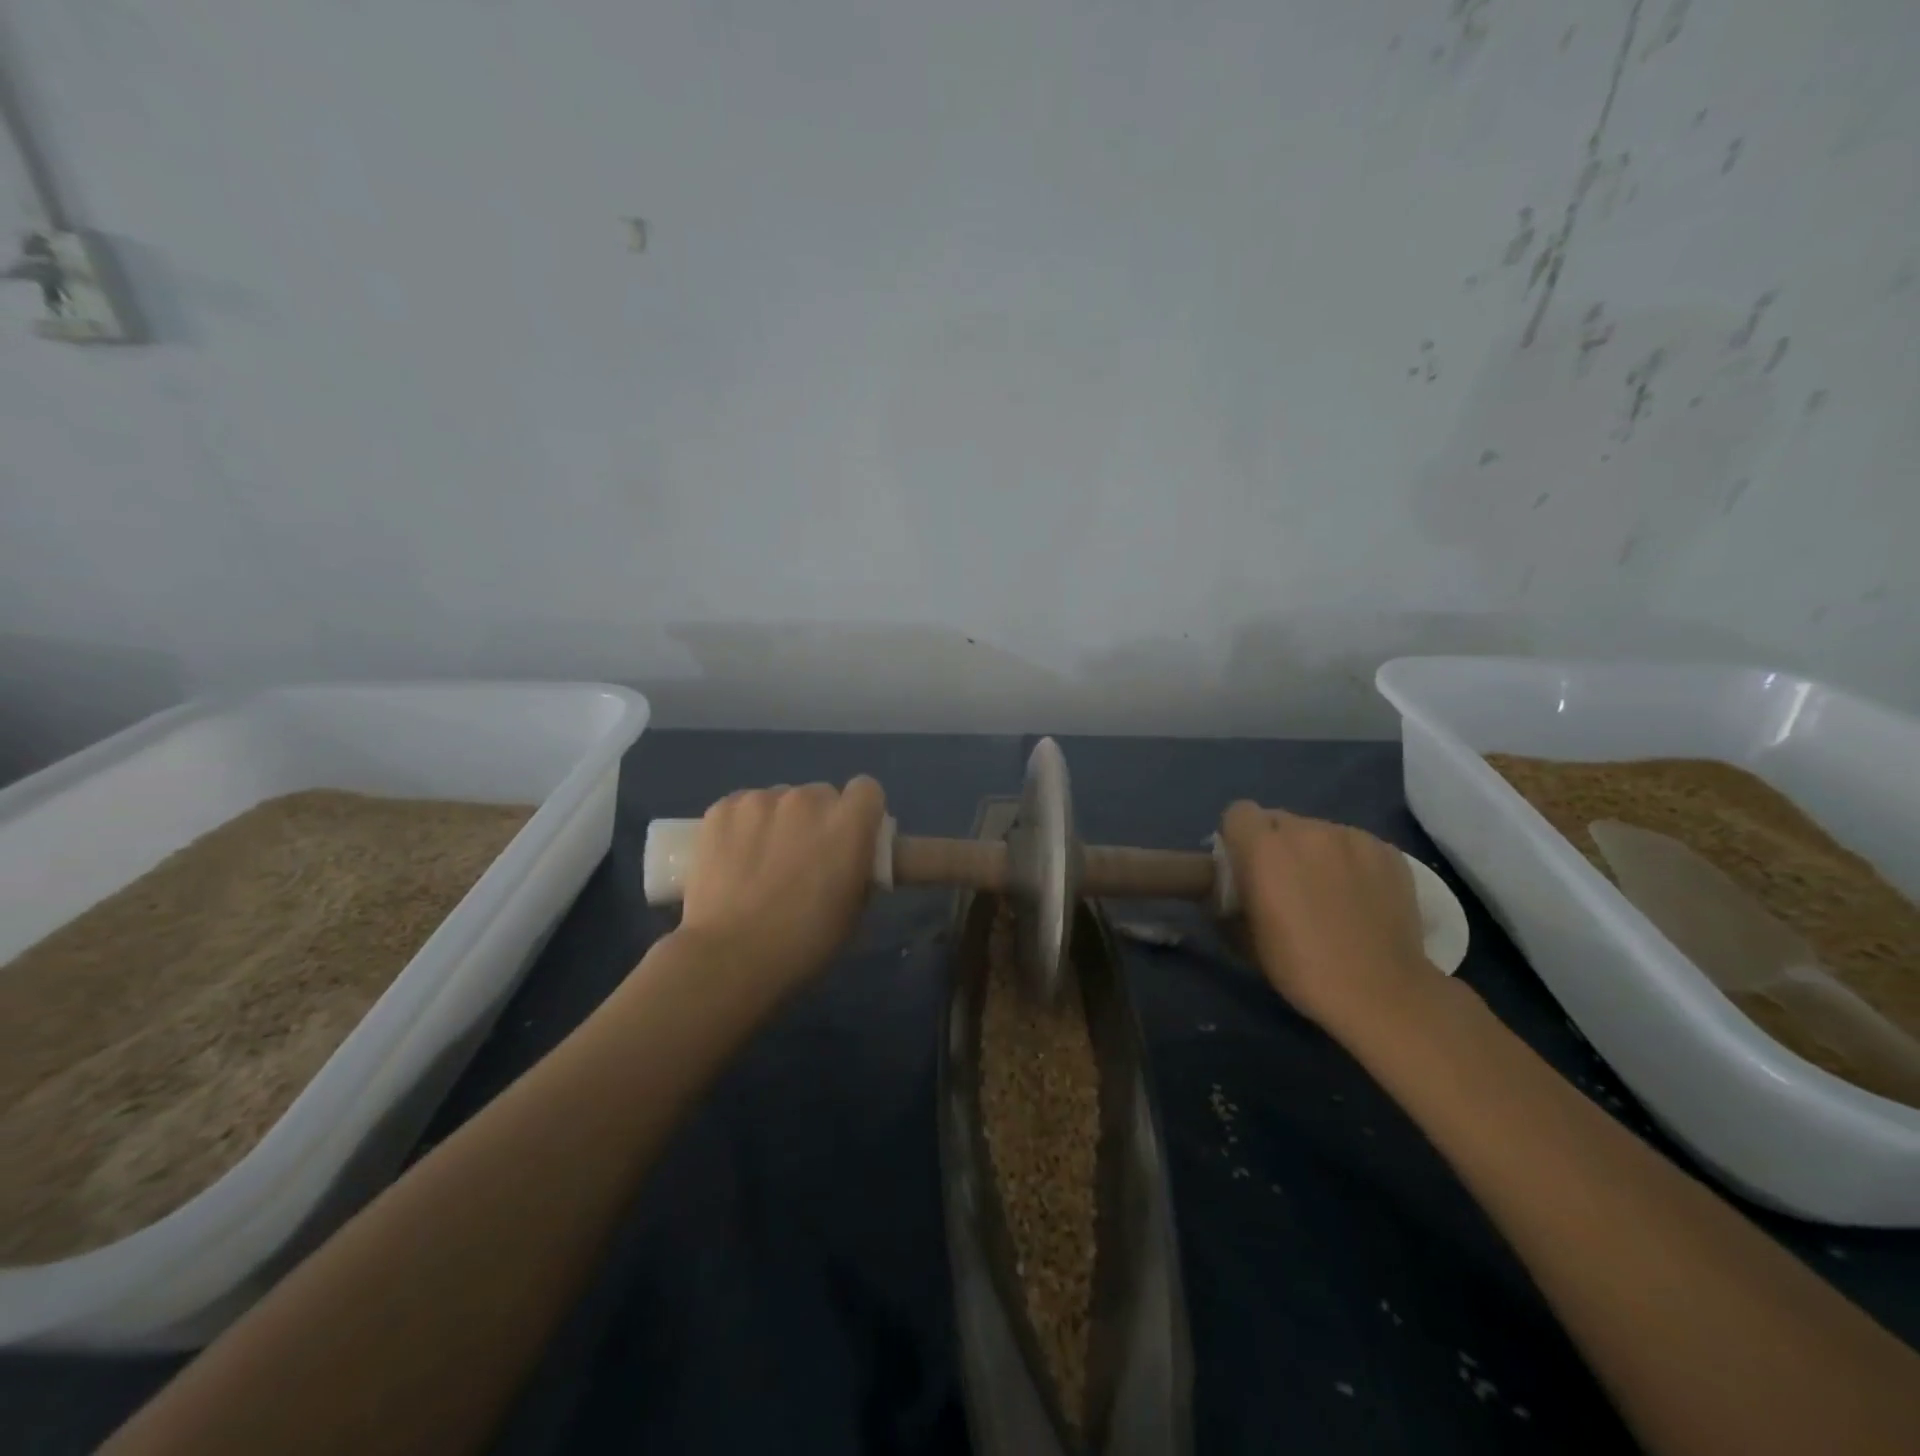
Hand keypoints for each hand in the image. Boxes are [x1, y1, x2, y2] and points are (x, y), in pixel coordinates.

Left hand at [676, 778, 886, 999]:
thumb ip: (858, 868)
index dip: (860, 812)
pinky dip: (743, 825)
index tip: (850, 838)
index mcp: (849, 823)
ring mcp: (761, 800)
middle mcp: (808, 799)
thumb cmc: (803, 943)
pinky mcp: (722, 809)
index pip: (867, 789)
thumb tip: (851, 857)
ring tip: (760, 861)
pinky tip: (732, 858)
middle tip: (804, 858)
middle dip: (818, 820)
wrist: (728, 957)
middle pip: (821, 795)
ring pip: (779, 800)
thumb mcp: (854, 910)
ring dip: (779, 821)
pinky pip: (743, 807)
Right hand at [1220, 802, 1430, 1029]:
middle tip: (1286, 882)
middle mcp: (1306, 830)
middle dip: (1276, 844)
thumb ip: (1233, 896)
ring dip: (1315, 852)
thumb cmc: (1300, 966)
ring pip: (1319, 831)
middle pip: (1279, 820)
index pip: (1239, 812)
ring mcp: (1351, 837)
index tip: (1246, 865)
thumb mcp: (1244, 935)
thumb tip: (1234, 887)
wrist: (1380, 991)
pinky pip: (1355, 845)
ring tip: (1329, 891)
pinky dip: (1350, 862)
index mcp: (1264, 847)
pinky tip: (1360, 896)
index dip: (1238, 836)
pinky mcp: (1387, 851)